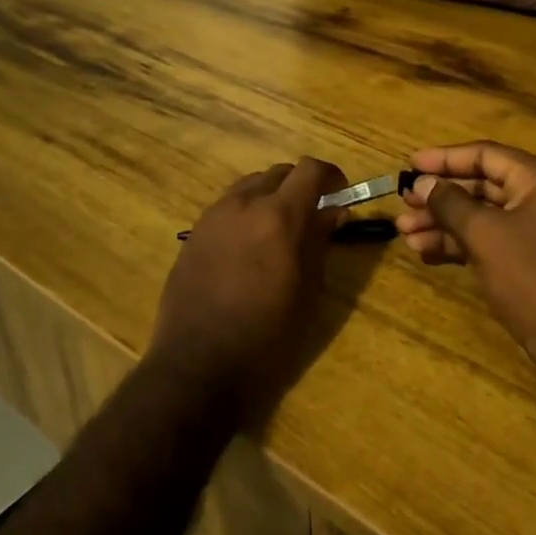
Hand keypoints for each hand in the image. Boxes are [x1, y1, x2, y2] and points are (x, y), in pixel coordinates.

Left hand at [151, 159, 346, 423]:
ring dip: (271, 197)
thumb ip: (320, 242)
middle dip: (301, 186)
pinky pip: (227, 207)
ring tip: (279, 231)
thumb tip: (334, 211)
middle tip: (312, 216)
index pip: (310, 169)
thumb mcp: (308, 291)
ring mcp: (214, 216)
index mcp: (279, 216)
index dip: (331, 176)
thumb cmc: (267, 335)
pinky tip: (249, 247)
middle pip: (279, 173)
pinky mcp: (194, 233)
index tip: (341, 195)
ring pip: (250, 186)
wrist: (198, 364)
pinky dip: (246, 212)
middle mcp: (244, 204)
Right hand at [396, 142, 535, 389]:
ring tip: (405, 232)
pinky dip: (458, 243)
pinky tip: (425, 251)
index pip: (485, 155)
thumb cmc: (530, 276)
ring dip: (442, 222)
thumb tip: (422, 183)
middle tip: (404, 201)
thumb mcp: (484, 234)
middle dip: (440, 196)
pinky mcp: (528, 259)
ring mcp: (535, 230)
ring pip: (480, 215)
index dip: (444, 158)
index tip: (410, 164)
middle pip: (481, 185)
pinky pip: (487, 239)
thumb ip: (449, 203)